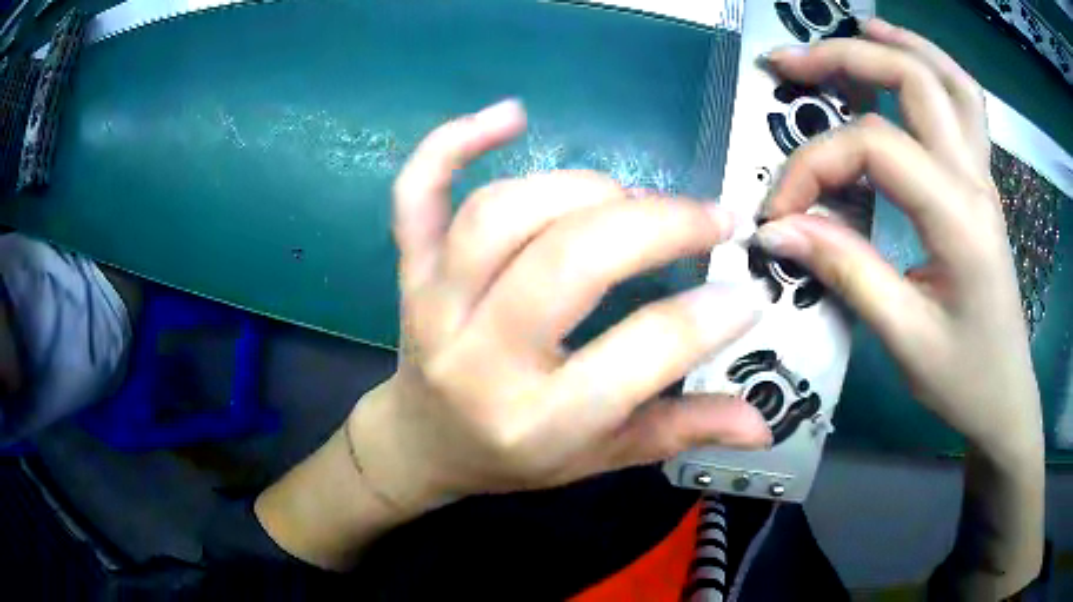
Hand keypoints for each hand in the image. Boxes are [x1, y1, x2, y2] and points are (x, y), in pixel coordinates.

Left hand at [348, 99, 771, 509]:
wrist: (423, 443)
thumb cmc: (515, 458)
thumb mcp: (602, 457)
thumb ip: (682, 431)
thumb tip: (763, 424)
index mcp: (538, 420)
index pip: (641, 353)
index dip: (711, 315)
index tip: (748, 290)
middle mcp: (479, 358)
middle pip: (569, 260)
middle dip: (658, 224)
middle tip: (709, 218)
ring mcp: (432, 304)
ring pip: (501, 214)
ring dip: (581, 188)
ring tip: (630, 198)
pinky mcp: (409, 270)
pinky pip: (416, 193)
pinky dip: (453, 142)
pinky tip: (511, 115)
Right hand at [756, 20, 1042, 461]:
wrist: (1004, 397)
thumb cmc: (962, 379)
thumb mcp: (904, 338)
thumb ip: (845, 272)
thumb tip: (778, 231)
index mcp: (960, 217)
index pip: (875, 147)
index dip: (814, 165)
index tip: (778, 213)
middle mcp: (975, 180)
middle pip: (913, 80)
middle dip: (846, 57)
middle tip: (790, 64)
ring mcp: (984, 176)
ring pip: (949, 79)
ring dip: (900, 43)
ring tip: (857, 29)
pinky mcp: (982, 184)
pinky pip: (966, 105)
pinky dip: (935, 69)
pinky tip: (910, 62)